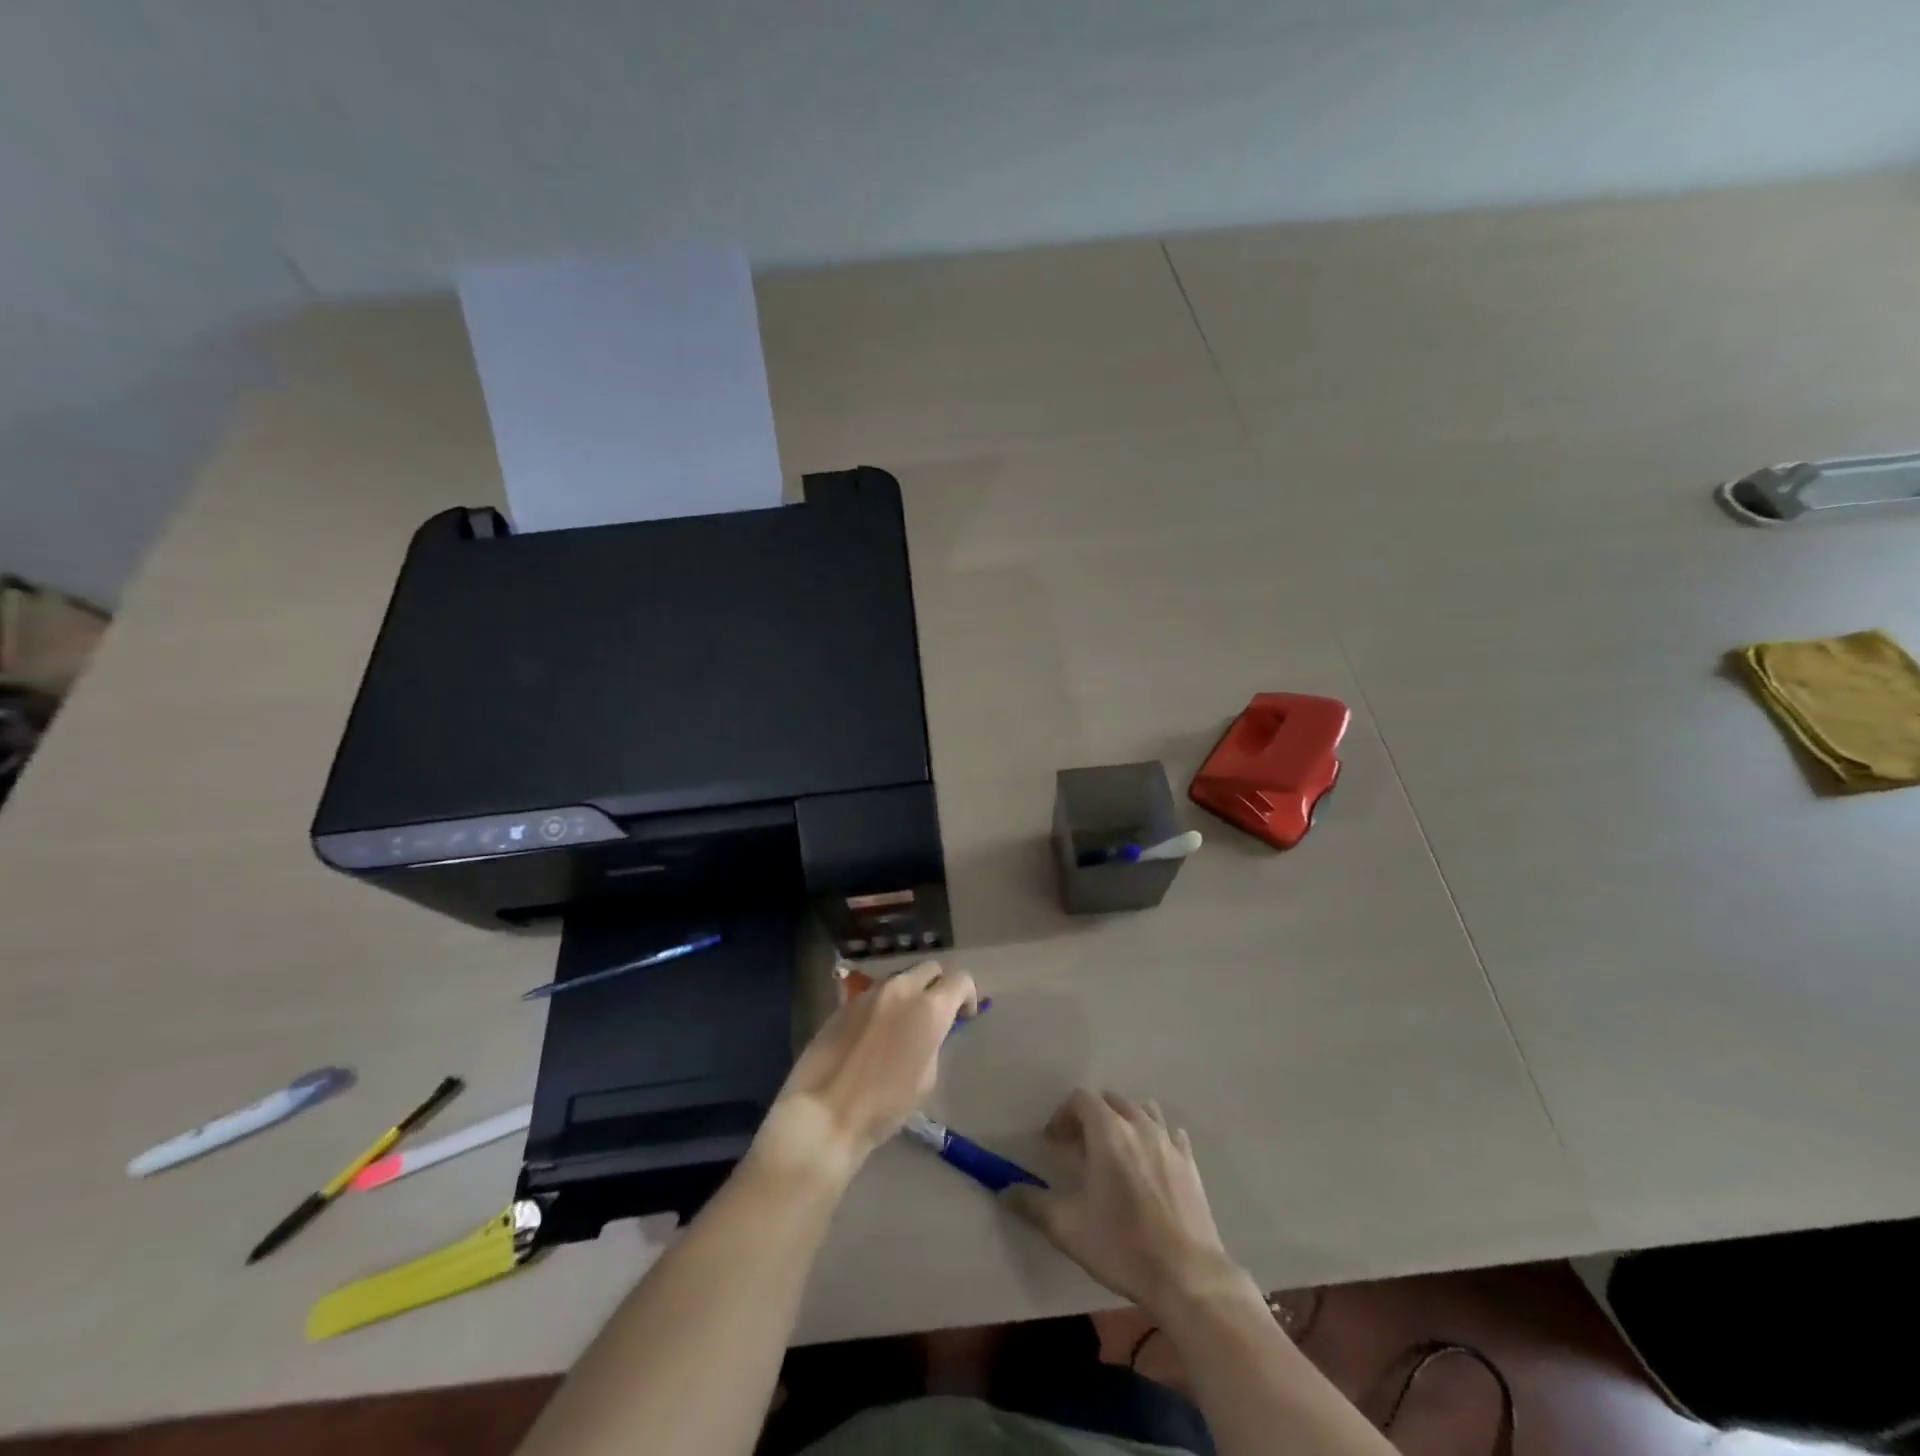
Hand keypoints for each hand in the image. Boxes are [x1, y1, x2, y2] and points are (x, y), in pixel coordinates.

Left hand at [752, 960, 976, 1187]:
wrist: (825, 1113)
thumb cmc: (885, 1106)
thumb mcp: (926, 1079)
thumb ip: (934, 1042)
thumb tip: (930, 1031)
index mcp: (929, 1008)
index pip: (960, 979)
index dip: (968, 995)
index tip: (964, 1016)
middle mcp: (901, 989)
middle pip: (930, 968)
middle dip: (939, 986)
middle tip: (936, 1015)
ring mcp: (870, 993)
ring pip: (900, 978)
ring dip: (910, 993)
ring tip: (903, 1024)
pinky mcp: (845, 1003)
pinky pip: (875, 993)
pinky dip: (884, 1005)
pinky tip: (875, 1033)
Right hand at [1003, 1088, 1246, 1317]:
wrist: (1187, 1276)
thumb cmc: (1122, 1245)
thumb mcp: (1067, 1227)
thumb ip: (1032, 1203)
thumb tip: (1004, 1190)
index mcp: (1108, 1131)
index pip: (1081, 1098)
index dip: (1063, 1115)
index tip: (1054, 1142)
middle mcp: (1139, 1125)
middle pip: (1111, 1100)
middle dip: (1091, 1116)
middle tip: (1079, 1148)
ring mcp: (1169, 1142)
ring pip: (1142, 1110)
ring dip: (1125, 1121)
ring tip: (1116, 1152)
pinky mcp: (1190, 1163)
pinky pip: (1170, 1134)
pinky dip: (1156, 1139)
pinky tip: (1151, 1164)